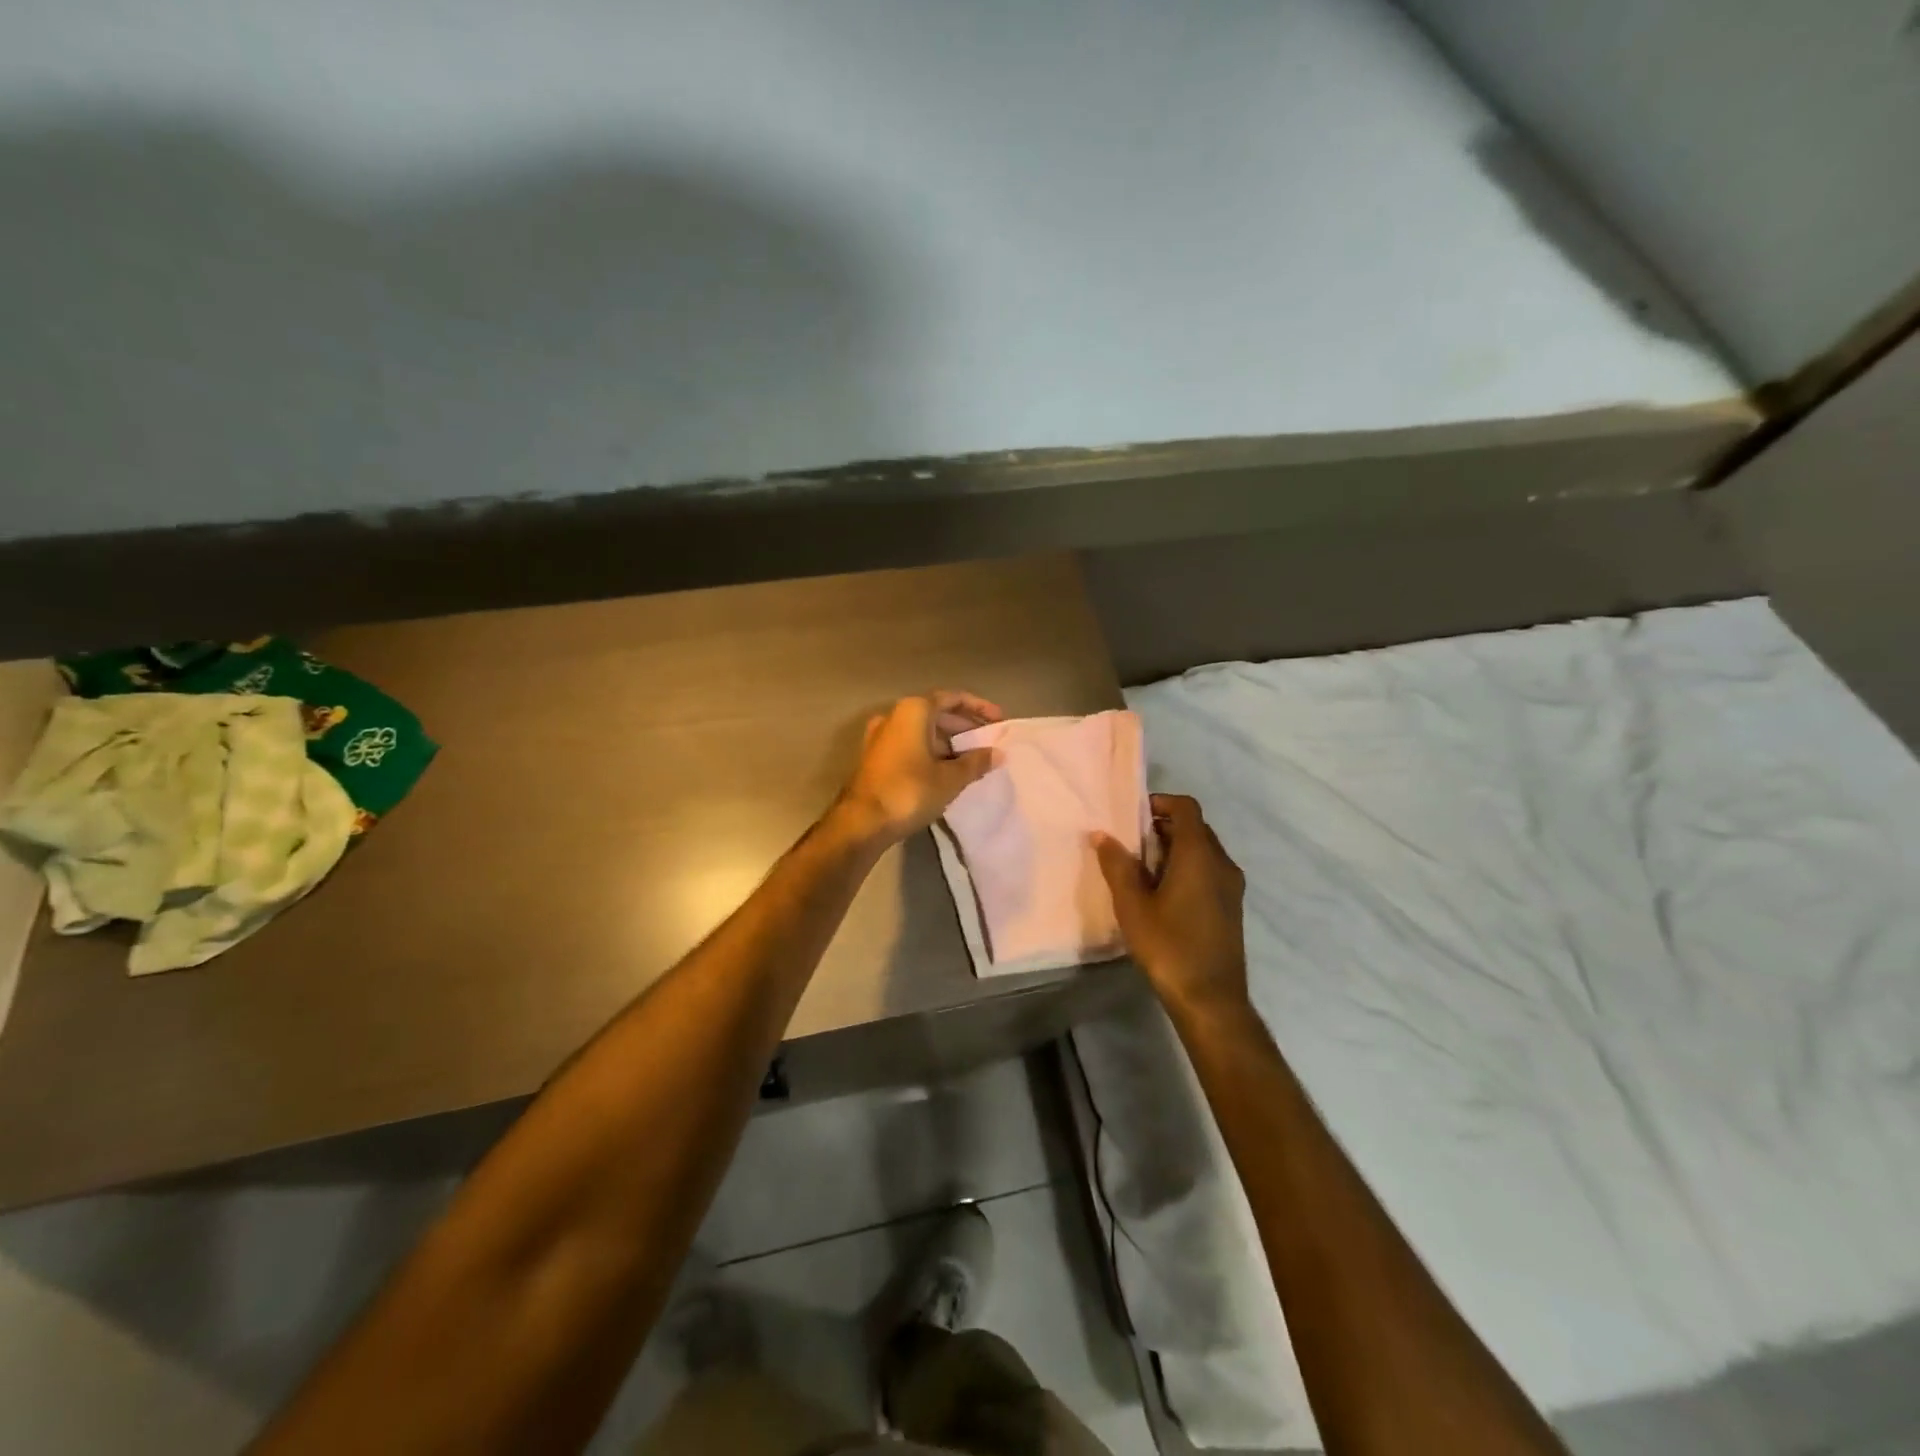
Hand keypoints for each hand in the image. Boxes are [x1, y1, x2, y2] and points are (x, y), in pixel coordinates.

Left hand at [837, 691, 1004, 842]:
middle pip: (936, 712)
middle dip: (964, 725)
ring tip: (973, 758)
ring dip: (948, 741)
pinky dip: (931, 751)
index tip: (999, 721)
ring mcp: (881, 736)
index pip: (953, 698)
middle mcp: (895, 715)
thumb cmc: (909, 791)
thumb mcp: (950, 778)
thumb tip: (998, 753)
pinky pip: (910, 744)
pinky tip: (947, 770)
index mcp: (914, 710)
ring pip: (923, 730)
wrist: (861, 822)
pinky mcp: (876, 757)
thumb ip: (976, 762)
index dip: (979, 707)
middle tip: (988, 741)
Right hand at [1094, 794, 1248, 1022]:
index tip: (1134, 815)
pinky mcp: (1232, 906)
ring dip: (1175, 849)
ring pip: (1204, 850)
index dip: (1161, 802)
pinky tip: (1164, 894)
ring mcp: (1232, 886)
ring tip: (1143, 869)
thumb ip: (1117, 865)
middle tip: (1132, 843)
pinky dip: (1188, 867)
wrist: (1210, 999)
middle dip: (1164, 826)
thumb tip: (1102, 835)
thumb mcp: (1132, 905)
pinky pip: (1210, 870)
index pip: (1186, 808)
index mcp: (1199, 855)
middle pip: (1196, 827)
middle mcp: (1222, 863)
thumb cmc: (1168, 947)